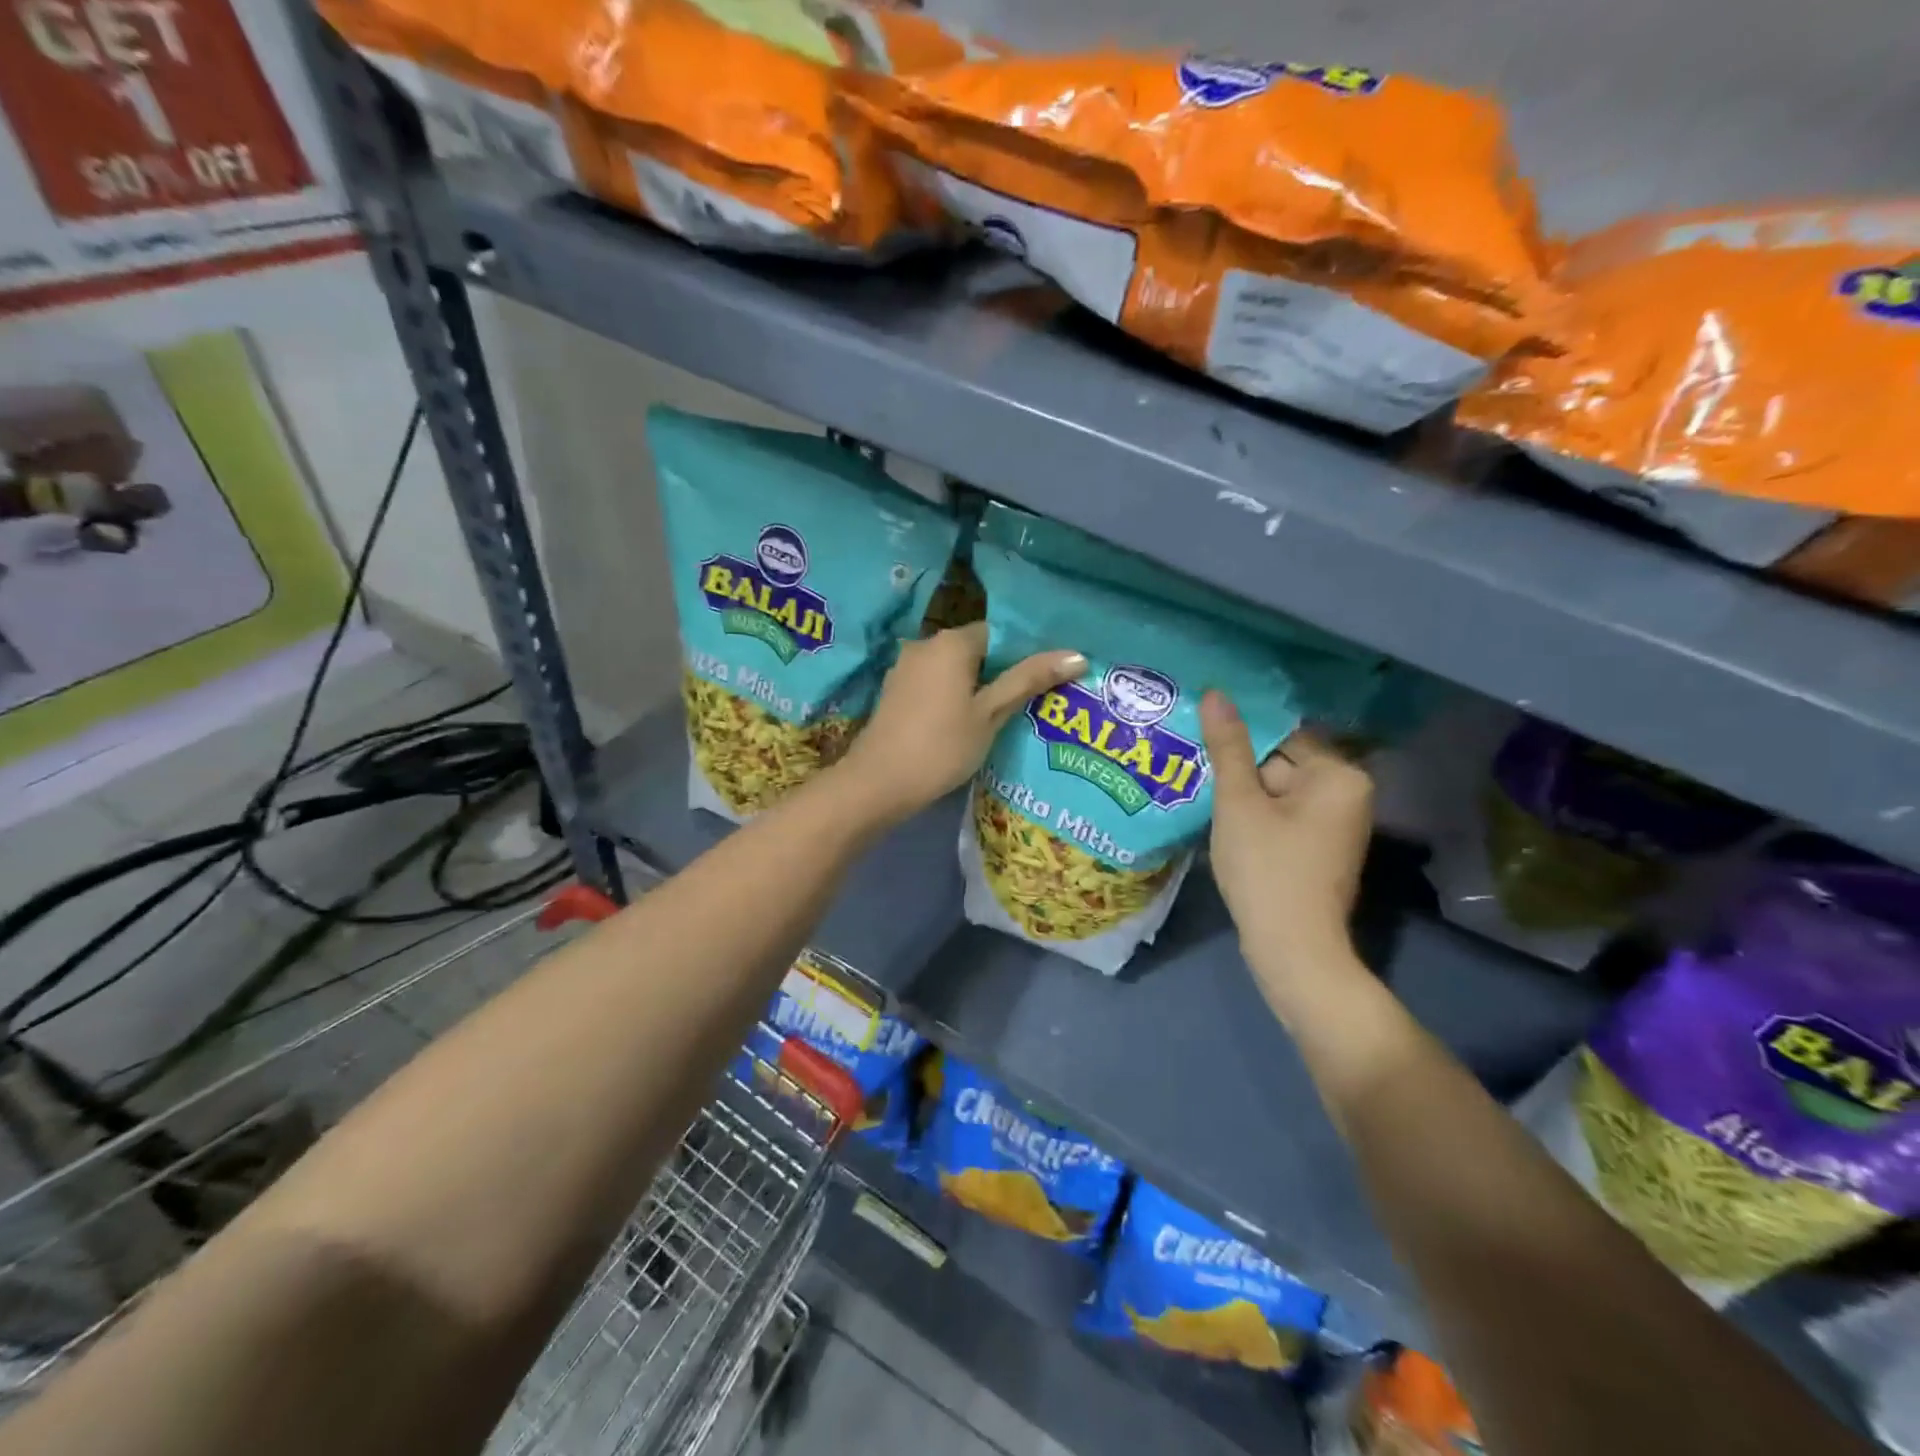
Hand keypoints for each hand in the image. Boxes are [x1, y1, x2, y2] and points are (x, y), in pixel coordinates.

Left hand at [833, 623, 1084, 828]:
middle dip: (999, 673)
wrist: (877, 784)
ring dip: (975, 688)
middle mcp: (924, 645)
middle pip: (975, 651)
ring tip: (1001, 718)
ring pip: (953, 670)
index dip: (1022, 656)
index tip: (1041, 684)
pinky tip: (963, 725)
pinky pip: (933, 685)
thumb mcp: (991, 714)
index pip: (998, 634)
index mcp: (951, 642)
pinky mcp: (894, 693)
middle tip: (1028, 704)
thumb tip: (1077, 655)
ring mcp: (904, 669)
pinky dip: (951, 698)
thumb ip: (1029, 680)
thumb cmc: (941, 747)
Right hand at [1201, 691, 1373, 1006]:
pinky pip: (1283, 815)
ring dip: (1242, 793)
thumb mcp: (1239, 802)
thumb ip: (1228, 746)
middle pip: (1281, 762)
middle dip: (1240, 768)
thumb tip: (1216, 694)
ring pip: (1278, 791)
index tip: (1201, 738)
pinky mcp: (1320, 847)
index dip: (1239, 738)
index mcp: (1339, 775)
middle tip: (1193, 766)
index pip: (1283, 735)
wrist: (1292, 947)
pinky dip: (1255, 815)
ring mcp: (1336, 823)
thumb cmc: (1266, 868)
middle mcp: (1348, 793)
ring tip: (1200, 790)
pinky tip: (1223, 822)